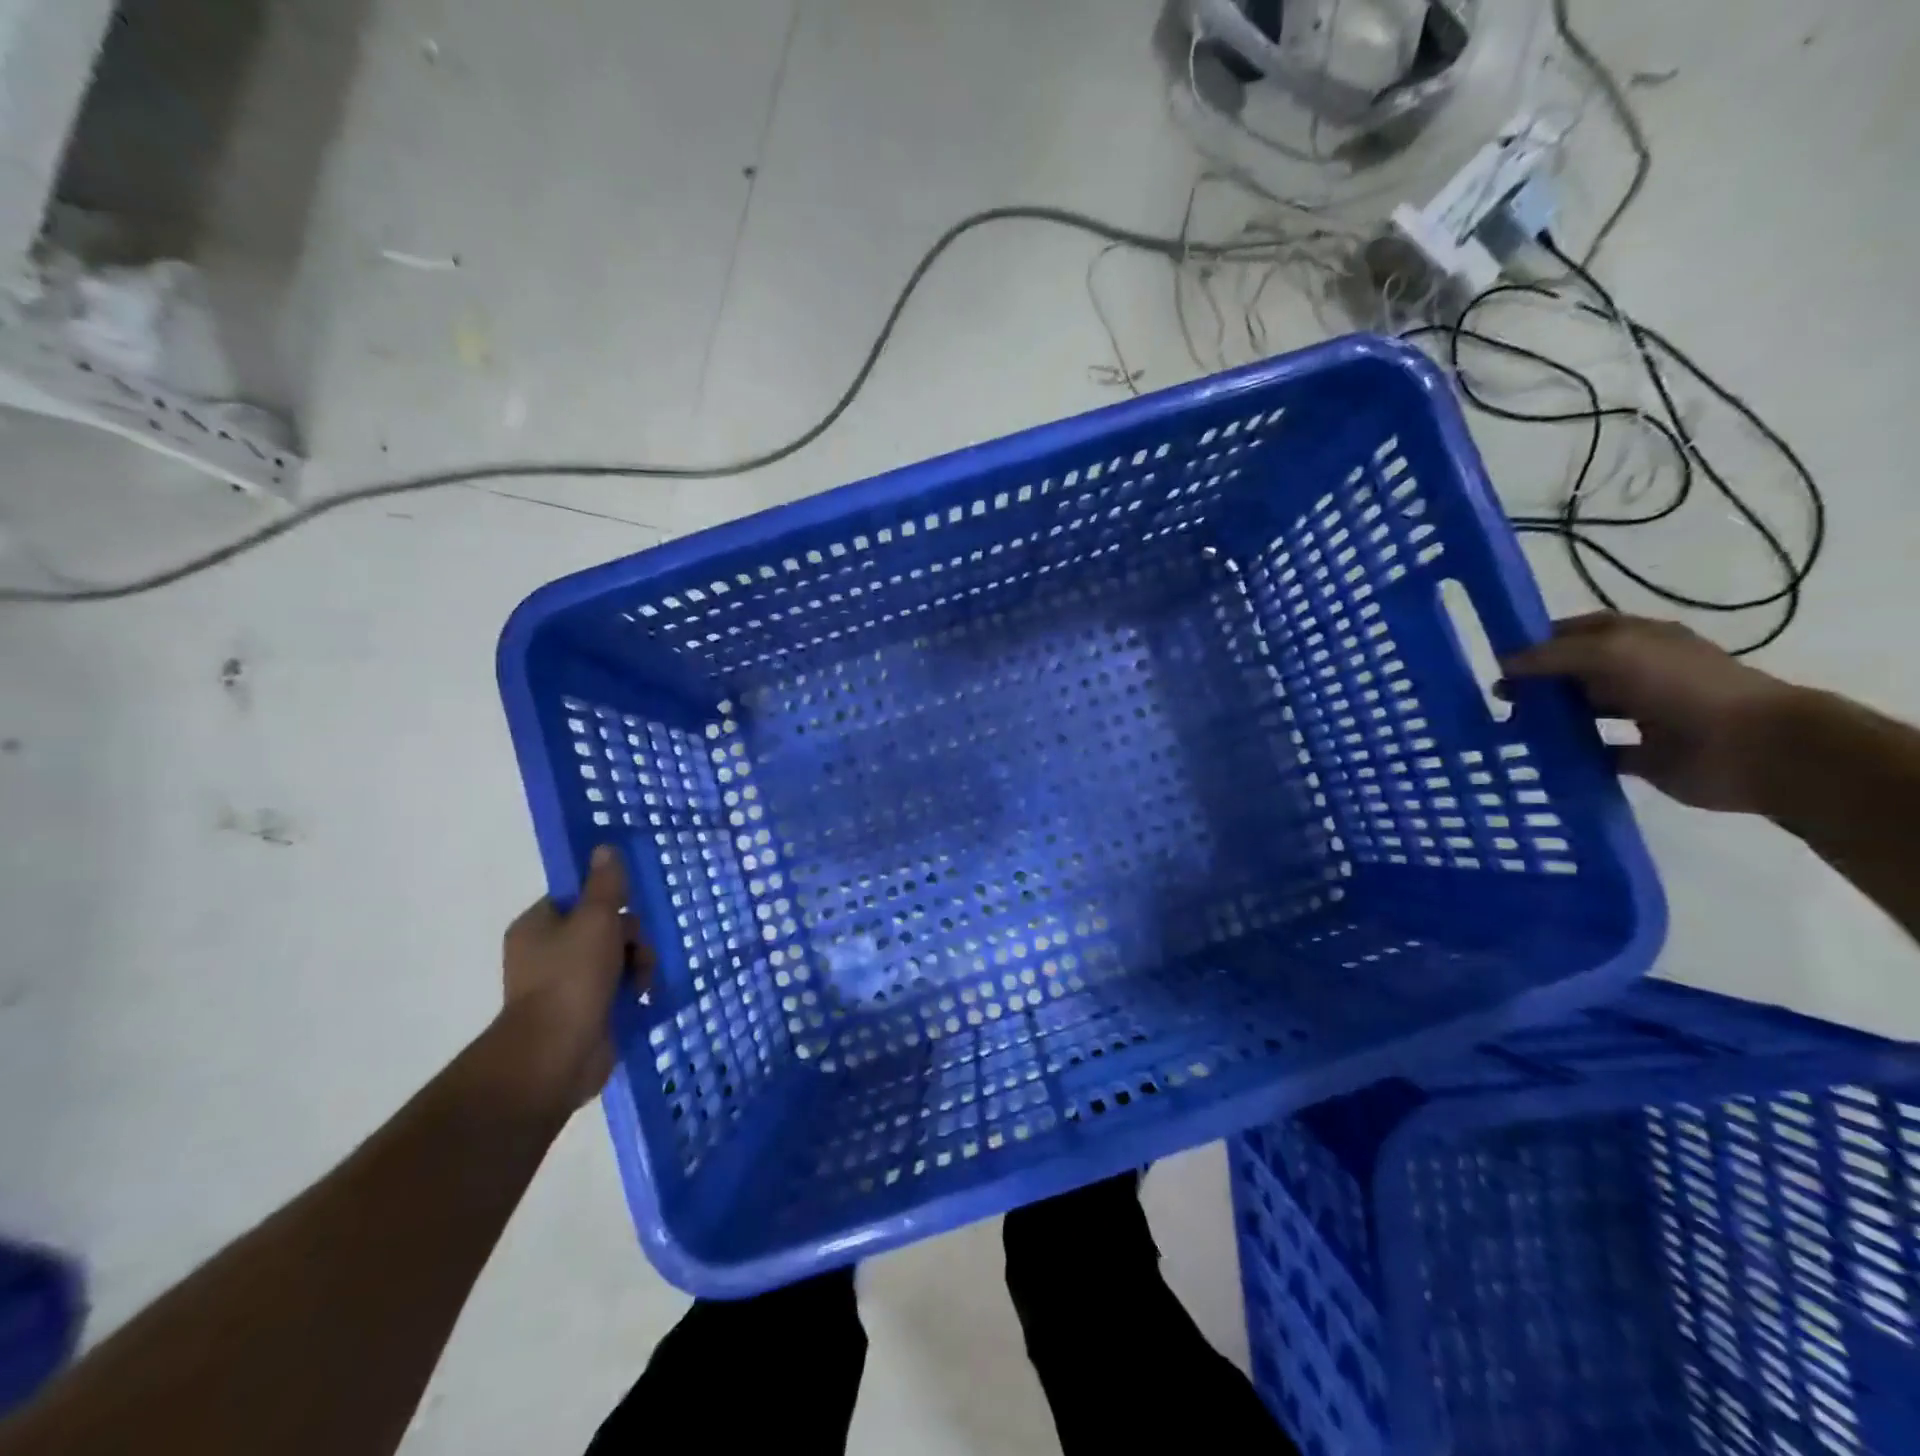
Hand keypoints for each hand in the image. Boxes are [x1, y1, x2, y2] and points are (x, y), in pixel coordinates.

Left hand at [501, 846, 651, 1108]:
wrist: (557, 1054)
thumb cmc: (572, 977)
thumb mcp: (595, 919)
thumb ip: (605, 884)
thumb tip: (604, 847)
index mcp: (538, 926)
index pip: (577, 898)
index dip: (606, 899)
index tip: (627, 906)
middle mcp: (548, 953)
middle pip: (603, 927)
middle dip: (630, 936)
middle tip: (636, 948)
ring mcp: (567, 985)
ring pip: (617, 957)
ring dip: (638, 963)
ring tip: (642, 981)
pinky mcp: (587, 1011)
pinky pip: (619, 987)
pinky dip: (634, 989)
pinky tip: (644, 996)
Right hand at [1501, 612, 1802, 813]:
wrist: (1753, 747)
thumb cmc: (1682, 687)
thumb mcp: (1609, 653)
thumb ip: (1551, 655)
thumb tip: (1503, 664)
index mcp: (1637, 641)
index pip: (1576, 632)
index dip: (1537, 641)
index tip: (1497, 660)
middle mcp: (1638, 673)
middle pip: (1573, 674)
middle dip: (1535, 683)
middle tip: (1497, 700)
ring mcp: (1642, 715)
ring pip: (1580, 713)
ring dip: (1547, 720)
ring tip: (1508, 731)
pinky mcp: (1642, 756)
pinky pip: (1594, 753)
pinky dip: (1569, 756)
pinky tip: (1538, 758)